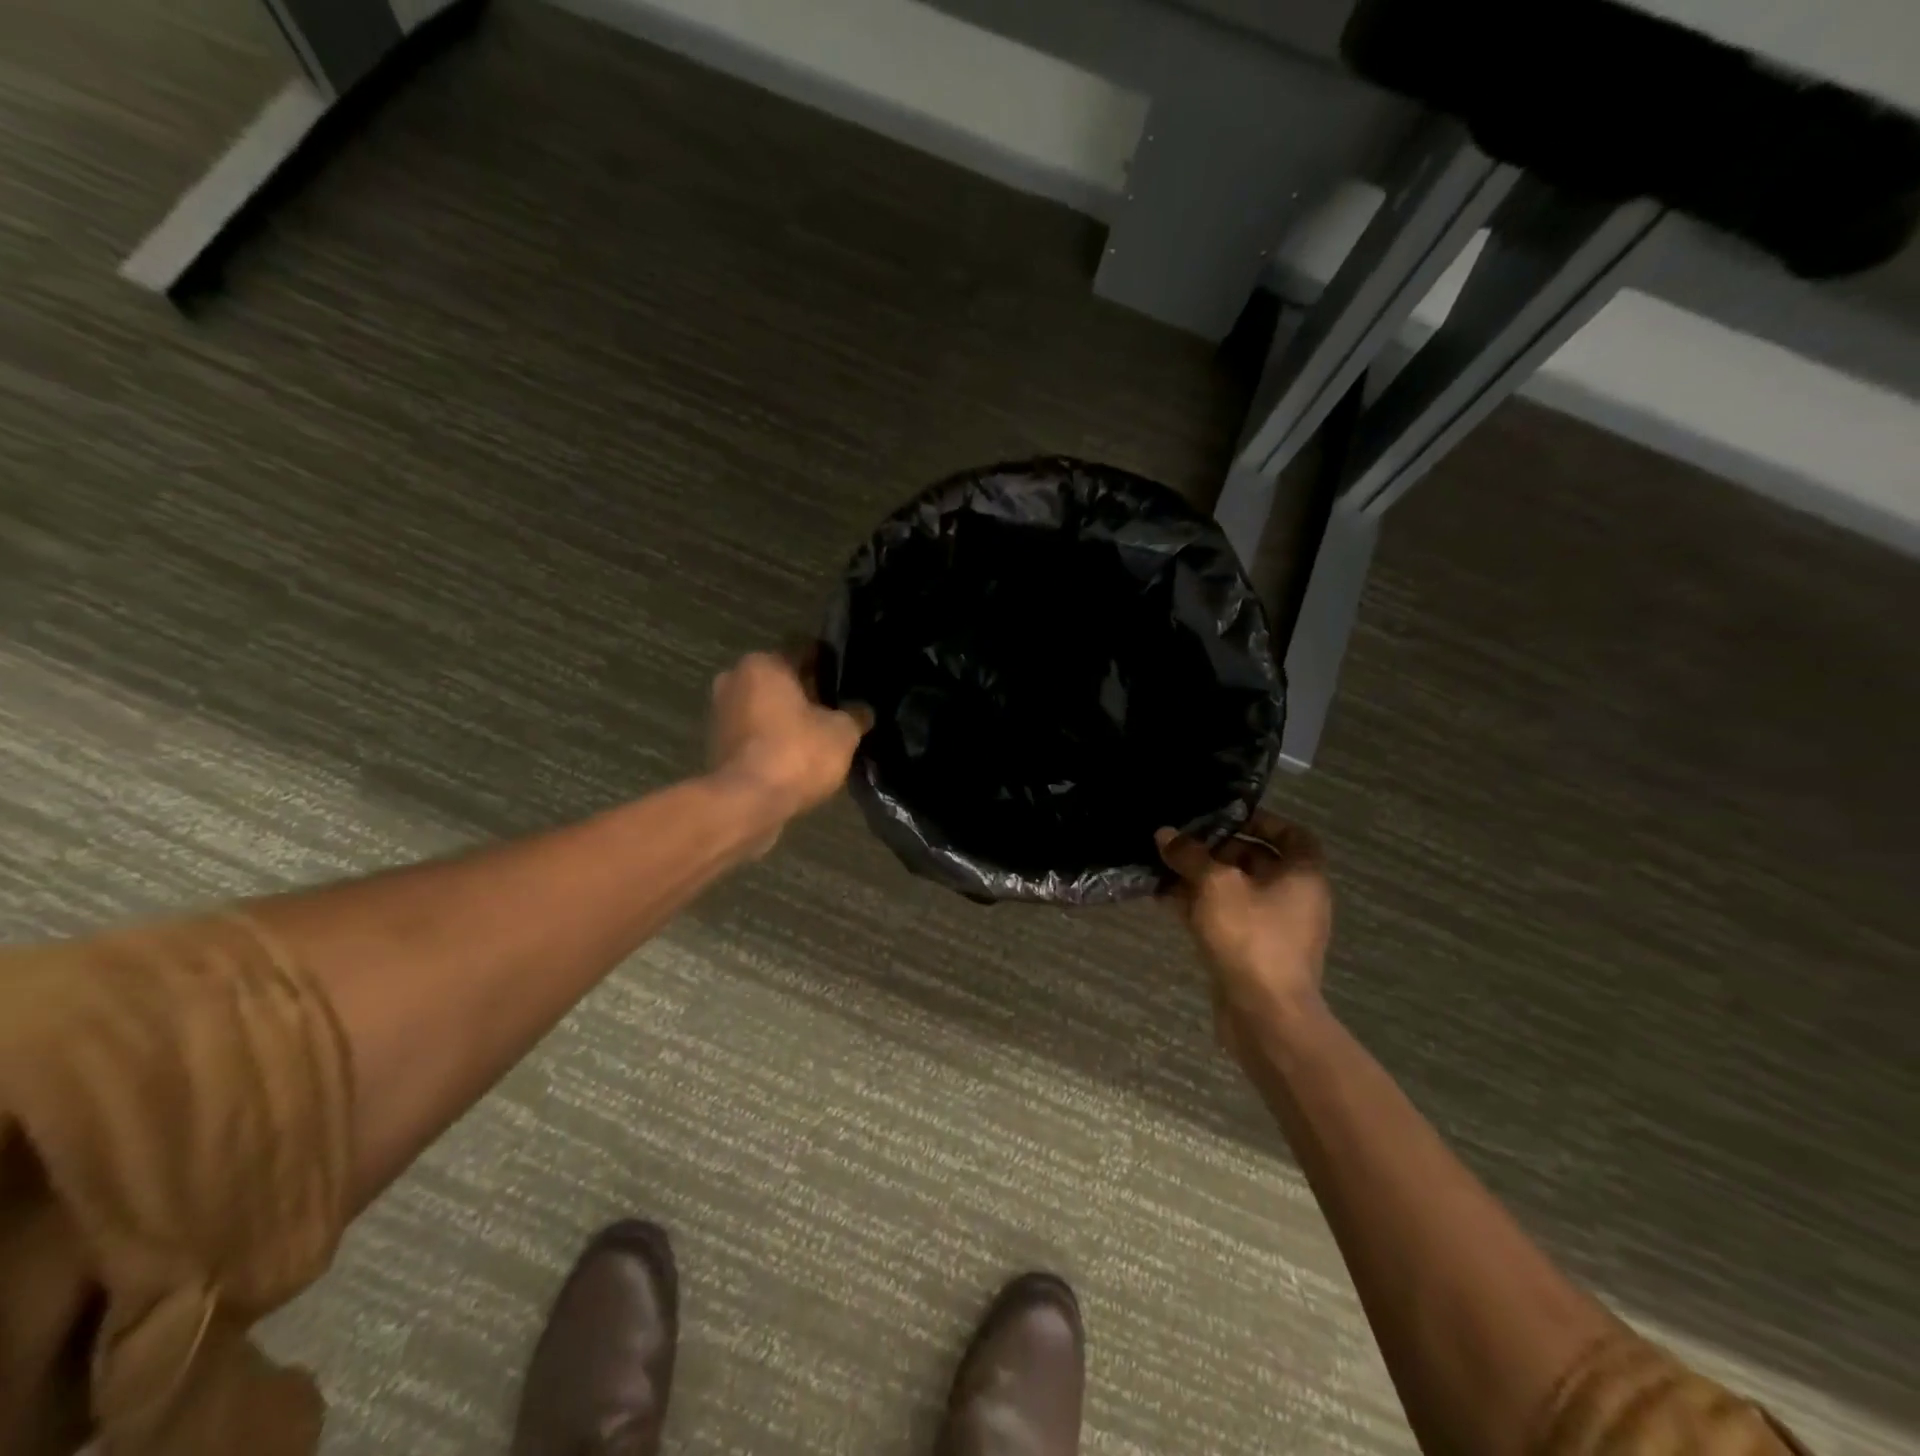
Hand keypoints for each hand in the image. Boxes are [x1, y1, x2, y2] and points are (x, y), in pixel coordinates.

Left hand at [708, 650, 869, 845]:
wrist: (746, 804)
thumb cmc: (796, 753)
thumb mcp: (842, 733)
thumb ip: (855, 715)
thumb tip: (863, 711)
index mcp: (763, 663)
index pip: (805, 652)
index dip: (831, 665)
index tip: (850, 681)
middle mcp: (734, 679)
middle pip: (782, 680)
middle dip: (808, 693)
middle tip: (837, 711)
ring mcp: (720, 713)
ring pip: (766, 707)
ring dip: (788, 718)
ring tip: (820, 737)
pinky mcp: (716, 745)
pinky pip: (755, 734)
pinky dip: (773, 741)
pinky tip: (797, 757)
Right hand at [1157, 811, 1333, 1060]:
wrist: (1264, 1013)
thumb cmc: (1250, 936)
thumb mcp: (1215, 884)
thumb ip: (1190, 855)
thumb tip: (1165, 834)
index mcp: (1303, 875)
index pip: (1291, 834)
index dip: (1260, 821)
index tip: (1224, 817)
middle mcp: (1295, 898)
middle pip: (1257, 861)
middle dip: (1217, 850)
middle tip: (1182, 842)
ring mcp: (1274, 928)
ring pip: (1235, 891)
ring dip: (1201, 879)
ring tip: (1164, 867)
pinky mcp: (1252, 952)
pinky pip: (1225, 918)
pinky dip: (1200, 907)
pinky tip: (1164, 899)